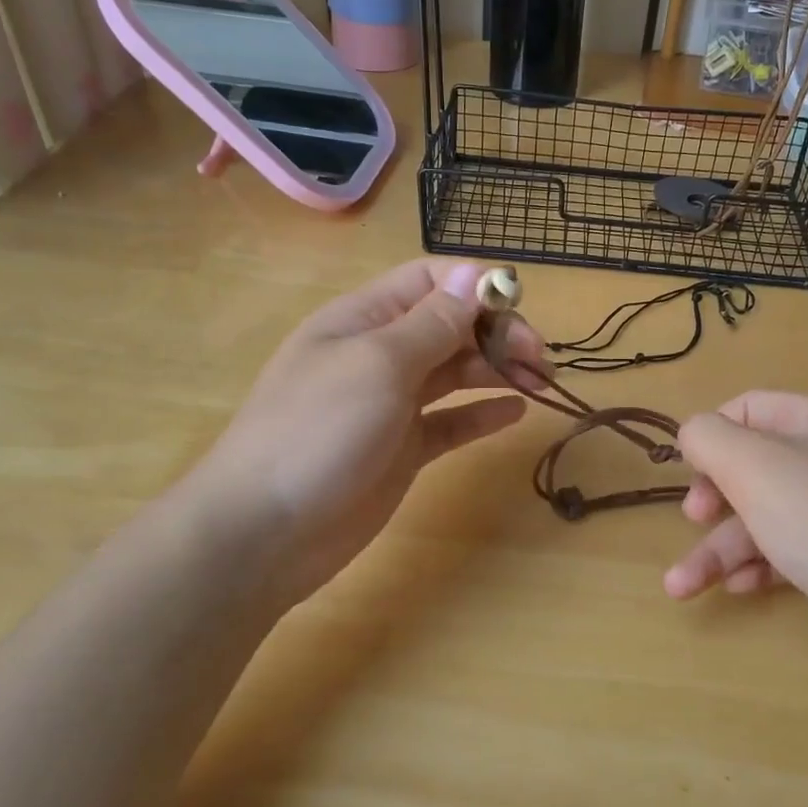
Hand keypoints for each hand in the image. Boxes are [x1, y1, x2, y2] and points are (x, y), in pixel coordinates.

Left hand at [174, 259, 546, 607]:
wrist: (264, 532)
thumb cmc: (318, 431)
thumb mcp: (378, 365)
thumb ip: (432, 323)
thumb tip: (474, 274)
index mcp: (364, 319)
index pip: (430, 283)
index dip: (475, 289)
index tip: (518, 311)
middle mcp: (380, 354)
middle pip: (450, 327)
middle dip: (497, 333)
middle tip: (539, 359)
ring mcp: (391, 403)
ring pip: (456, 372)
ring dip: (499, 370)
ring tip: (542, 381)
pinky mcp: (402, 449)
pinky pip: (451, 421)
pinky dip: (483, 412)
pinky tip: (516, 412)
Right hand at [666, 392, 807, 678]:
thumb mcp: (752, 466)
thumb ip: (708, 438)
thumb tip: (694, 434)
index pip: (747, 408)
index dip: (710, 436)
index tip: (688, 474)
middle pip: (753, 466)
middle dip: (713, 498)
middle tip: (693, 520)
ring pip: (767, 515)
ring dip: (722, 548)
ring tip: (682, 587)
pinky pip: (793, 548)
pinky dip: (761, 565)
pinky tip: (740, 589)